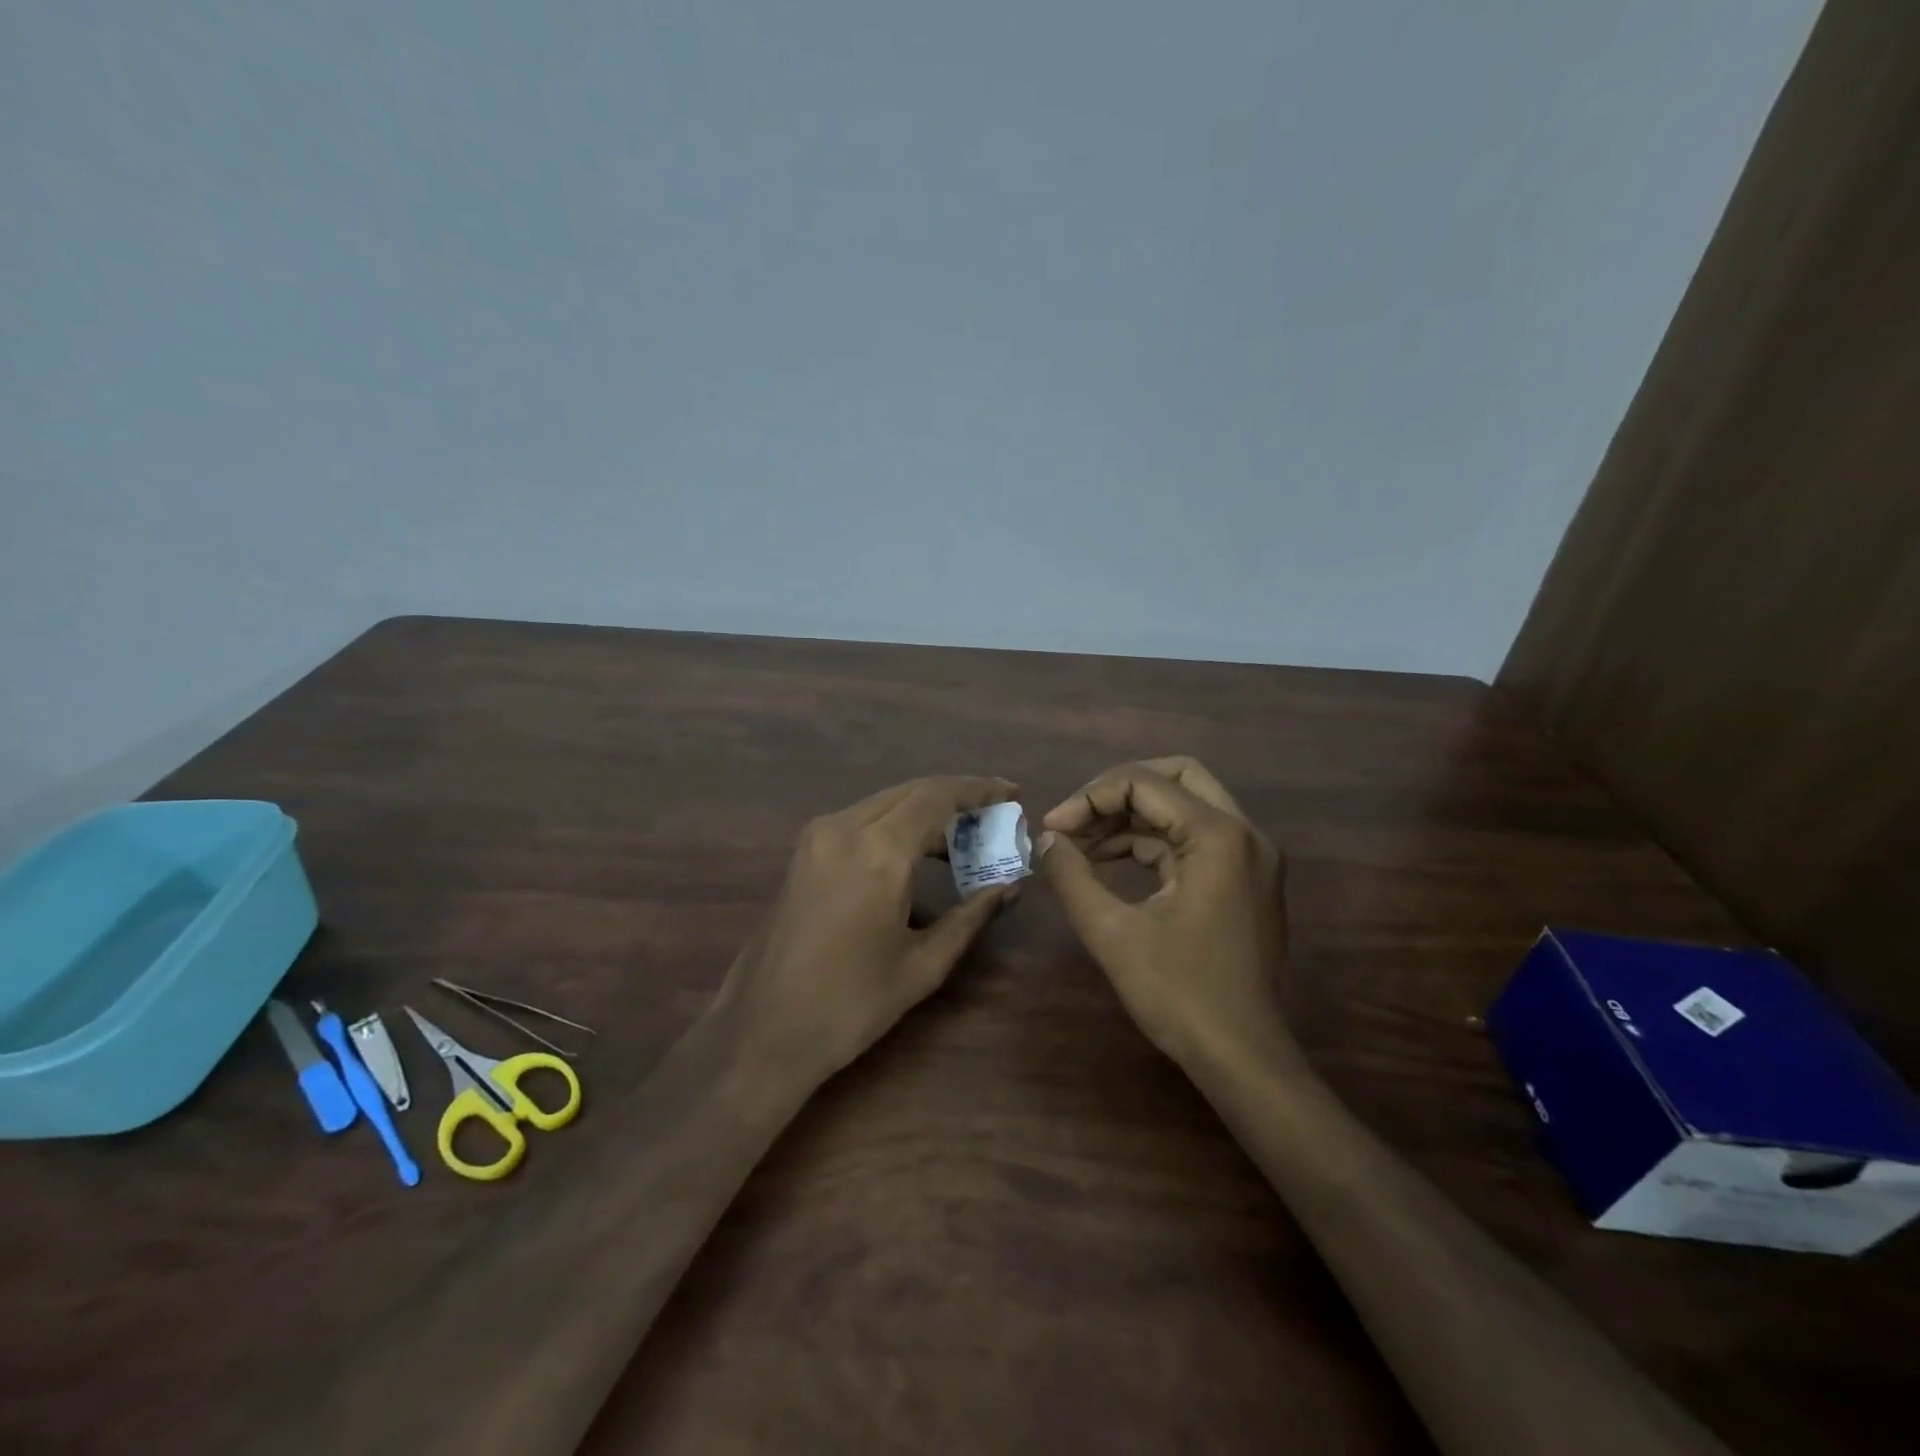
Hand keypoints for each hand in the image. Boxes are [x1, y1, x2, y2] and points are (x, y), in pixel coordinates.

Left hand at [714, 776, 1019, 1087]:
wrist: (763, 1030)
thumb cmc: (851, 1004)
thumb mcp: (923, 964)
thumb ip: (971, 915)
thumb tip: (1010, 885)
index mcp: (879, 852)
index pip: (938, 797)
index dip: (978, 790)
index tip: (1011, 791)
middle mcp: (845, 828)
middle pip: (911, 791)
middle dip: (955, 796)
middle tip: (993, 814)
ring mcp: (818, 836)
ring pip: (885, 802)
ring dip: (925, 809)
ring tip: (964, 837)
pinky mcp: (804, 851)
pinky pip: (861, 819)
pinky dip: (896, 823)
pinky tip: (918, 852)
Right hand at [1037, 757, 1294, 1070]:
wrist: (1243, 1057)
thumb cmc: (1179, 994)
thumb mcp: (1112, 933)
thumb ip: (1072, 877)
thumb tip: (1046, 840)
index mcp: (1218, 836)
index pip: (1144, 783)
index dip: (1089, 798)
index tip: (1052, 828)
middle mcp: (1244, 832)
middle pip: (1175, 776)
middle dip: (1117, 790)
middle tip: (1075, 817)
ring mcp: (1250, 856)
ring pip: (1185, 805)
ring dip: (1131, 815)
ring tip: (1080, 842)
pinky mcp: (1244, 878)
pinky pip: (1193, 838)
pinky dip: (1151, 841)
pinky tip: (1109, 861)